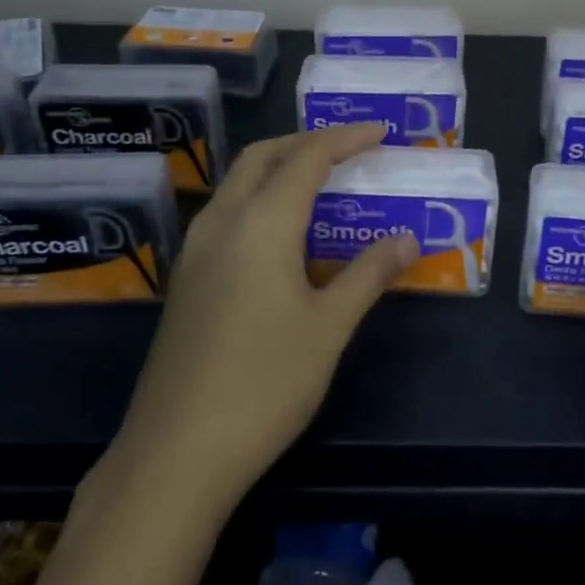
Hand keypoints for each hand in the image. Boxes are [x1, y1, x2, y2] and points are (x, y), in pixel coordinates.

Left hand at [112, 124, 418, 508]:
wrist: (178, 450)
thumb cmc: (265, 383)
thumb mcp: (329, 327)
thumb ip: (369, 275)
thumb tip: (407, 240)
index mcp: (261, 223)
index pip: (307, 158)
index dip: (345, 139)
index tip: (380, 133)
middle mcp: (221, 222)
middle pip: (262, 157)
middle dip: (305, 142)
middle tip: (348, 150)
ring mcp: (195, 251)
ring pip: (237, 184)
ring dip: (278, 169)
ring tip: (320, 184)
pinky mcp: (186, 279)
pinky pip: (226, 215)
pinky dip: (259, 201)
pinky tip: (282, 236)